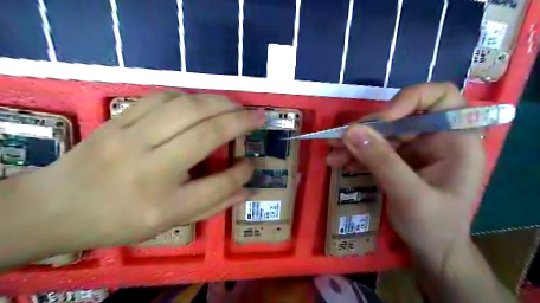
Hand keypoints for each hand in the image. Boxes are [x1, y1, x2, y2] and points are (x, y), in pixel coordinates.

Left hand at [4, 91, 263, 251]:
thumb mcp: (169, 222)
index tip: (253, 163)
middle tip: (259, 117)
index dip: (242, 173)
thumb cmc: (120, 219)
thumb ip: (212, 205)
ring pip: (186, 108)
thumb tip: (246, 188)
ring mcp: (130, 138)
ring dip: (219, 103)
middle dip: (240, 121)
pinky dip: (190, 96)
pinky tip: (201, 102)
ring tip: (236, 106)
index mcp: (162, 205)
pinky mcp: (118, 119)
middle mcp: (149, 168)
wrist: (59, 205)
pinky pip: (161, 97)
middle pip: (206, 134)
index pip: (217, 185)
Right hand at [324, 81, 484, 267]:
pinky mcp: (399, 159)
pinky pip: (375, 148)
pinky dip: (356, 153)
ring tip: (332, 151)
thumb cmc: (433, 226)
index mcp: (456, 139)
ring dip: (356, 141)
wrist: (432, 251)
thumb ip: (381, 161)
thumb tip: (350, 131)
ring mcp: (416, 148)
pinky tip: (339, 161)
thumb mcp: (408, 195)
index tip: (382, 120)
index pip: (439, 96)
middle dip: (368, 128)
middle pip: (399, 115)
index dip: (408, 100)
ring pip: (382, 132)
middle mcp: (436, 137)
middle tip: (339, 138)